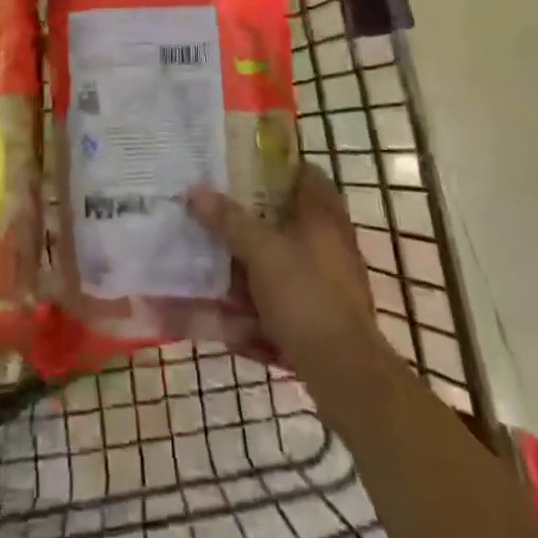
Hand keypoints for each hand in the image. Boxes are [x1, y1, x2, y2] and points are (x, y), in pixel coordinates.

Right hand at [189, 164, 390, 381]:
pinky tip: (230, 312)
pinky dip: (257, 299)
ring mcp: (327, 279)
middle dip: (251, 217)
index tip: (238, 167)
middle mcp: (330, 242)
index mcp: (323, 215)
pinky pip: (282, 295)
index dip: (273, 166)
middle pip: (287, 217)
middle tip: (215, 211)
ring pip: (281, 258)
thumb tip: (194, 191)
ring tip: (213, 259)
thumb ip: (228, 220)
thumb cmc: (305, 295)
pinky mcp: (320, 312)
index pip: (303, 173)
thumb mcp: (260, 251)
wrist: (343, 371)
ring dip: (249, 261)